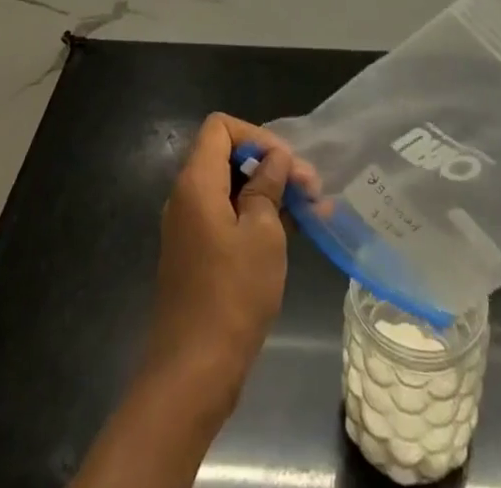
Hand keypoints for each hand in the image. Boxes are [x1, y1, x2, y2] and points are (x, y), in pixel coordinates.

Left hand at [141, 114, 314, 412]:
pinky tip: (294, 230)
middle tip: (311, 187)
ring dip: (270, 192)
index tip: (286, 163)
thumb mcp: (262, 233)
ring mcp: (191, 227)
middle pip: (227, 156)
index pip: (220, 127)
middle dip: (270, 164)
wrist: (193, 373)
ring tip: (313, 209)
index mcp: (196, 182)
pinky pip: (229, 217)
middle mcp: (187, 197)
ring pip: (232, 188)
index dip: (256, 135)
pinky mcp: (199, 254)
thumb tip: (275, 159)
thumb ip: (268, 185)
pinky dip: (258, 217)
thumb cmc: (232, 295)